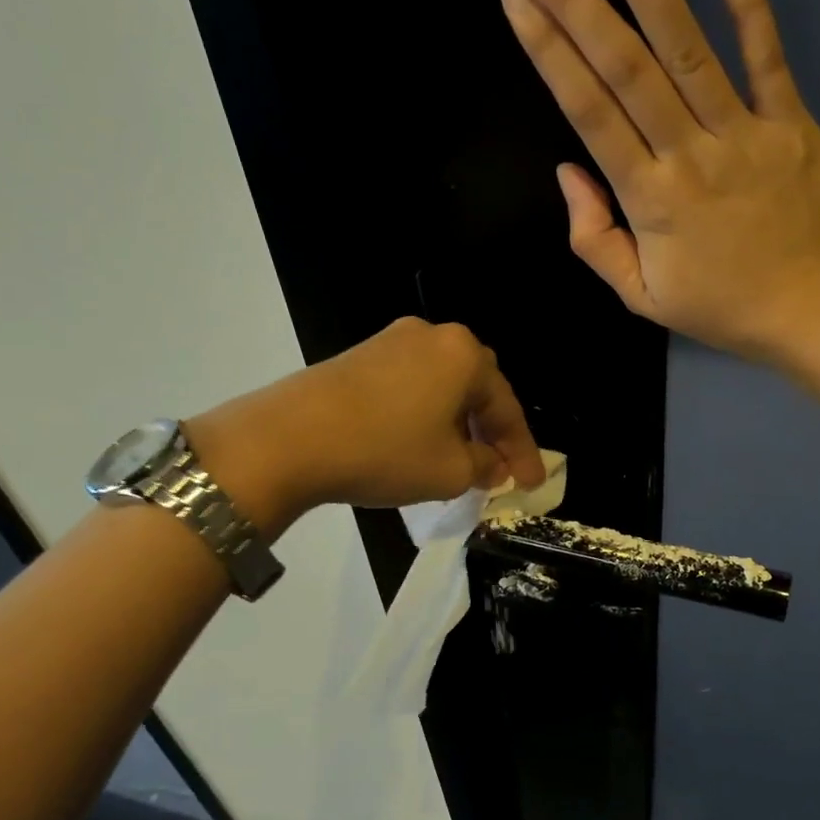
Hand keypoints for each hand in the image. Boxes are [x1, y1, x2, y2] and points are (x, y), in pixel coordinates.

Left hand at [186, 318, 544, 538]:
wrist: (287, 438)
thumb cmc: (384, 451)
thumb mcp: (450, 471)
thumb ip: (485, 466)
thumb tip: (490, 464)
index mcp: (464, 356)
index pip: (507, 407)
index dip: (523, 450)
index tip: (532, 484)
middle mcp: (433, 336)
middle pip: (477, 387)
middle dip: (491, 429)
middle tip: (499, 466)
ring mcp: (391, 341)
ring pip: (442, 385)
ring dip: (457, 421)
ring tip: (461, 459)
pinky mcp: (359, 355)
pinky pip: (411, 384)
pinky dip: (425, 413)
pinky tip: (420, 441)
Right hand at [499, 0, 819, 364]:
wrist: (818, 315)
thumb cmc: (724, 309)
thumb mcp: (642, 297)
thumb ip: (596, 240)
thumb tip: (569, 172)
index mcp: (650, 201)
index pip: (590, 113)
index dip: (550, 52)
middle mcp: (690, 156)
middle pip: (626, 68)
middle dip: (574, 0)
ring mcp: (745, 135)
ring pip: (688, 51)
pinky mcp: (792, 125)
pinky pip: (769, 60)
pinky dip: (751, 8)